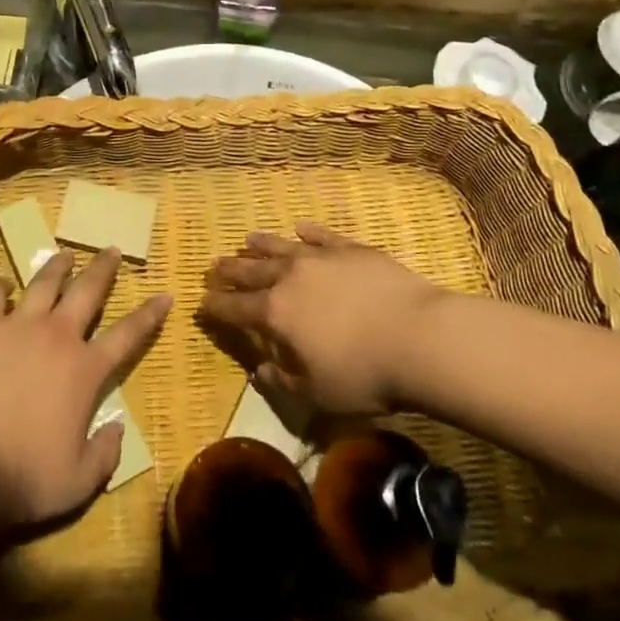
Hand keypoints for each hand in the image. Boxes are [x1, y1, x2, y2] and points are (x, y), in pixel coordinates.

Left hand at [0, 248, 170, 530]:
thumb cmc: (25, 478)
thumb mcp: (78, 482)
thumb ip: (105, 454)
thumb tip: (118, 428)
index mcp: (86, 370)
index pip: (128, 334)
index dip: (149, 314)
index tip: (164, 294)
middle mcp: (58, 336)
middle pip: (88, 290)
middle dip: (103, 268)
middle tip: (111, 250)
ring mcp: (18, 325)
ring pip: (44, 282)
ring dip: (58, 266)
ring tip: (65, 255)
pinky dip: (1, 286)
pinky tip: (3, 285)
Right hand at [200, 223, 448, 415]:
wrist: (417, 337)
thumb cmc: (364, 374)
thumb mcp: (318, 393)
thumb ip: (284, 379)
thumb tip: (261, 370)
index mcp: (277, 314)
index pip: (236, 308)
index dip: (217, 306)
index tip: (202, 302)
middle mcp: (291, 278)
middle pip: (253, 270)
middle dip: (232, 270)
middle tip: (215, 265)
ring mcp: (321, 258)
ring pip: (282, 247)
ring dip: (262, 244)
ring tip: (248, 239)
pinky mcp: (351, 249)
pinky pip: (322, 236)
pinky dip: (309, 232)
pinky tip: (301, 227)